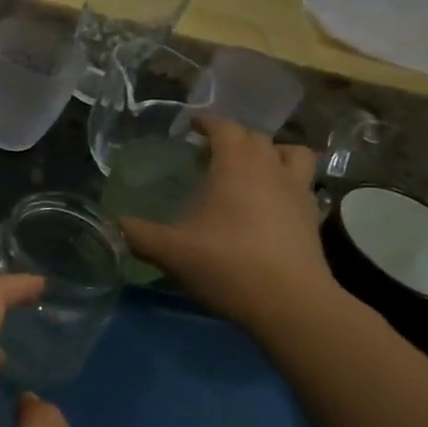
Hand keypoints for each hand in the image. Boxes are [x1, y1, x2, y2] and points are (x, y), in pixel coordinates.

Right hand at [121, 117, 339, 332]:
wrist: (290, 304)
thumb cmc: (227, 265)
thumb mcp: (170, 252)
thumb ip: (138, 234)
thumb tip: (114, 224)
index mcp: (236, 165)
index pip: (224, 127)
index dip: (206, 122)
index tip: (189, 126)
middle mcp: (270, 168)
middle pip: (255, 138)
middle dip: (233, 139)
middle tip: (210, 154)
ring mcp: (298, 191)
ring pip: (291, 155)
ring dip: (272, 154)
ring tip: (252, 170)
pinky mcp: (312, 217)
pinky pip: (302, 186)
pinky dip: (286, 184)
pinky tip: (270, 205)